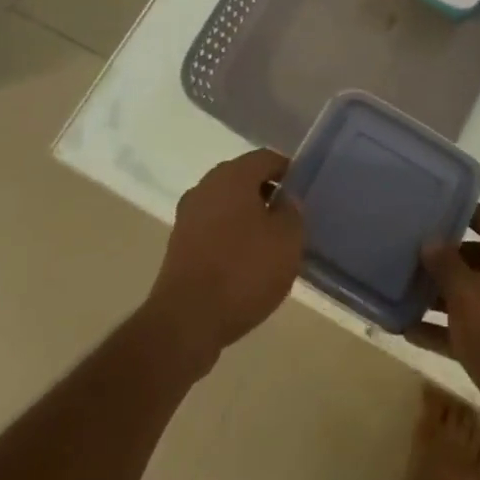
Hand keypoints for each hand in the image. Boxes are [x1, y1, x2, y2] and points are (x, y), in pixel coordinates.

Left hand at [143, 149, 304, 377]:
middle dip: (266, 194)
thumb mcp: (287, 239)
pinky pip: (212, 230)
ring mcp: (187, 216)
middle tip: (288, 219)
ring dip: (247, 217)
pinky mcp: (177, 246)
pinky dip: (229, 238)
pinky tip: (243, 264)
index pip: (266, 158)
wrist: (186, 322)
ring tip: (268, 245)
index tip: (302, 192)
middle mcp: (206, 186)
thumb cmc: (244, 270)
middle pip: (243, 179)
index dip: (288, 171)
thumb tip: (284, 201)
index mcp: (233, 175)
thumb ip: (292, 211)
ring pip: (226, 205)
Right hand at [410, 206, 479, 465]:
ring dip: (437, 296)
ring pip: (469, 295)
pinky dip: (442, 329)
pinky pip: (468, 329)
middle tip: (404, 253)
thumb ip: (445, 263)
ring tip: (398, 292)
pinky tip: (407, 332)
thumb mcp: (467, 293)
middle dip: (441, 257)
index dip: (458, 213)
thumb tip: (431, 238)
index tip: (425, 211)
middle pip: (475, 256)